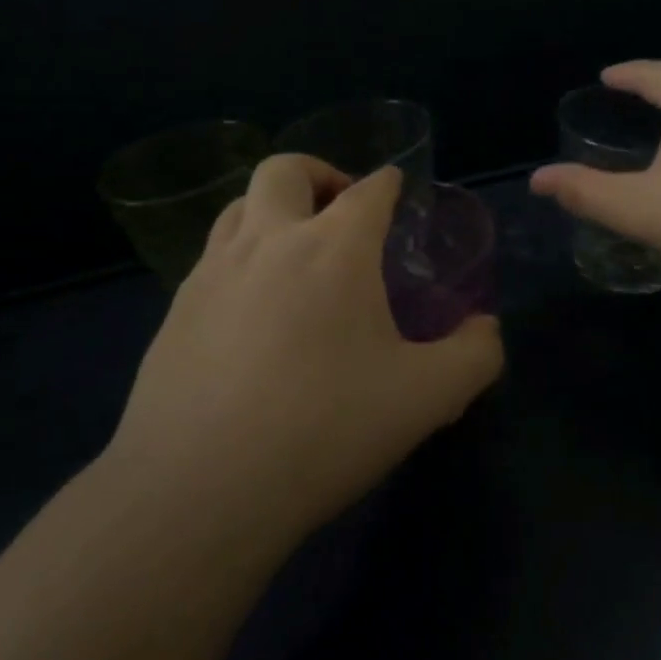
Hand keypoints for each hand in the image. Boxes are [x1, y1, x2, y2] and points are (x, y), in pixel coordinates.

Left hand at [110, 157, 503, 546]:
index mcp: (334, 249)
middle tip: (341, 210)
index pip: (369, 190)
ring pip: (240, 206)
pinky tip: (254, 310)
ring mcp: (212, 273)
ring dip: (274, 209)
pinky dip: (242, 258)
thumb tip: (485, 329)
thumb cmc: (324, 429)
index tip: (397, 189)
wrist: (199, 489)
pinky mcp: (175, 311)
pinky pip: (212, 258)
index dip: (388, 183)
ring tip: (297, 252)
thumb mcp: (427, 398)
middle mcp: (269, 242)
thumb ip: (474, 355)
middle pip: (286, 170)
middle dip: (320, 173)